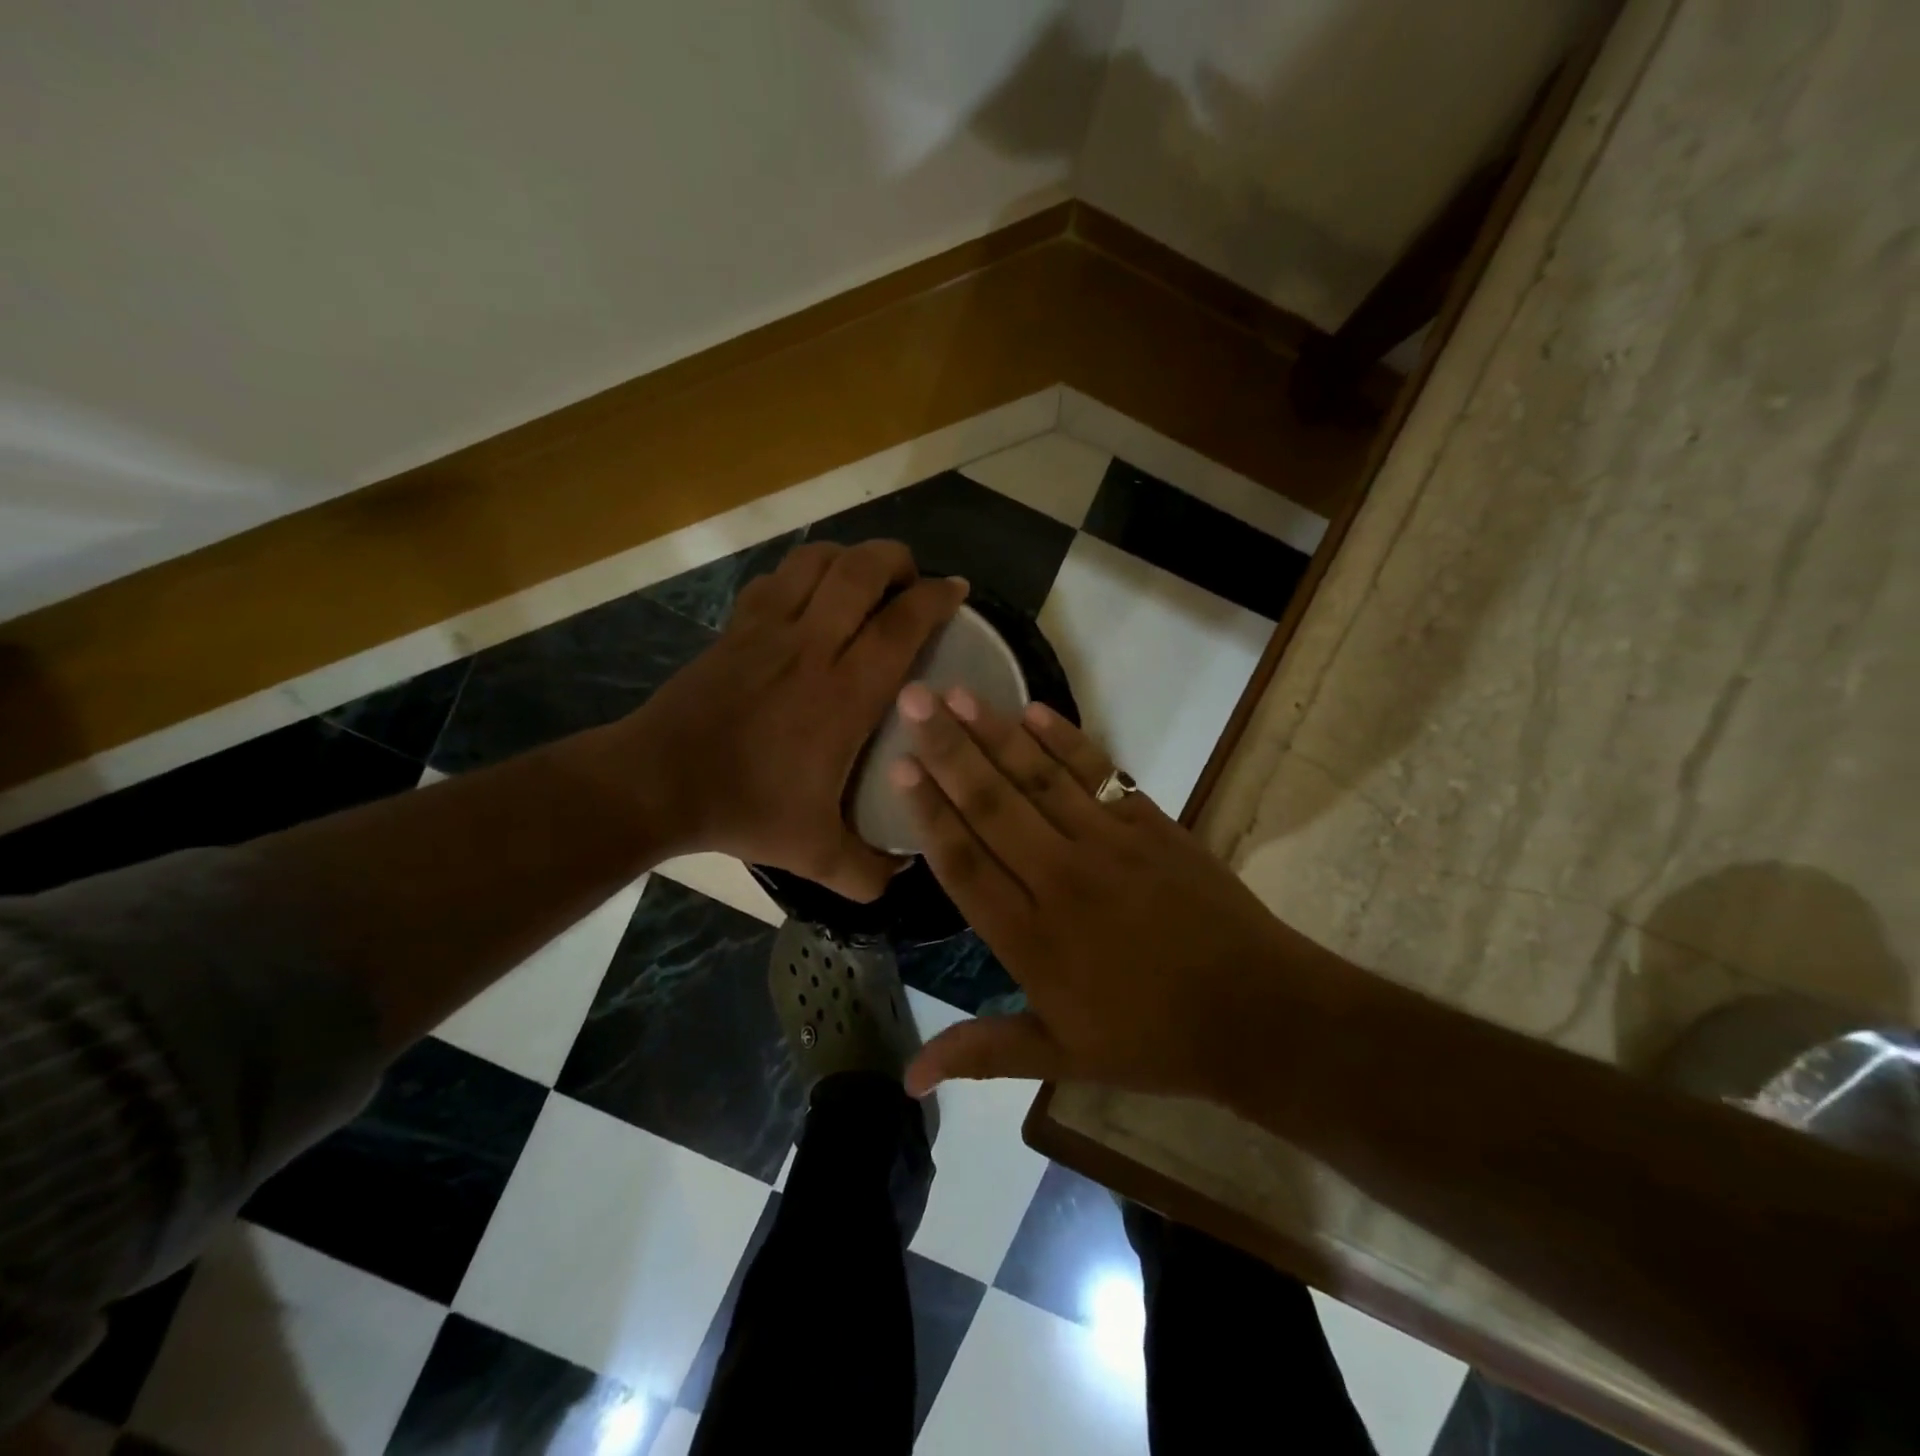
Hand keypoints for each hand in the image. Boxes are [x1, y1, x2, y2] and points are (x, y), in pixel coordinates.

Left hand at [617, 540, 966, 900]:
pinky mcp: (736, 627)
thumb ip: (868, 872)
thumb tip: (902, 873)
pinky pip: (777, 578)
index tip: (958, 592)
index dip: (937, 597)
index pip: (902, 623)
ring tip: (866, 580)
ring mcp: (768, 629)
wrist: (658, 783)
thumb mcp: (817, 855)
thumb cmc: (744, 809)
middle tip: (913, 583)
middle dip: (898, 560)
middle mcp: (812, 646)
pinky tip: (811, 596)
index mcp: (844, 692)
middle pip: (862, 569)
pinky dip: (805, 572)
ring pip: (817, 560)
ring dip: (851, 557)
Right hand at [889, 684, 1307, 1100]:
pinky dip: (1066, 741)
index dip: (928, 812)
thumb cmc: (1150, 1040)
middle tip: (912, 699)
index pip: (964, 863)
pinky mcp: (1151, 825)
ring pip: (1039, 780)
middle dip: (948, 750)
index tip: (899, 767)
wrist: (1257, 1015)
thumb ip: (981, 1051)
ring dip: (996, 733)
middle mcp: (1060, 880)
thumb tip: (907, 1078)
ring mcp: (1109, 846)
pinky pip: (1099, 774)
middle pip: (992, 805)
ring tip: (958, 692)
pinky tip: (1034, 711)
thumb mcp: (1059, 1056)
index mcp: (1030, 939)